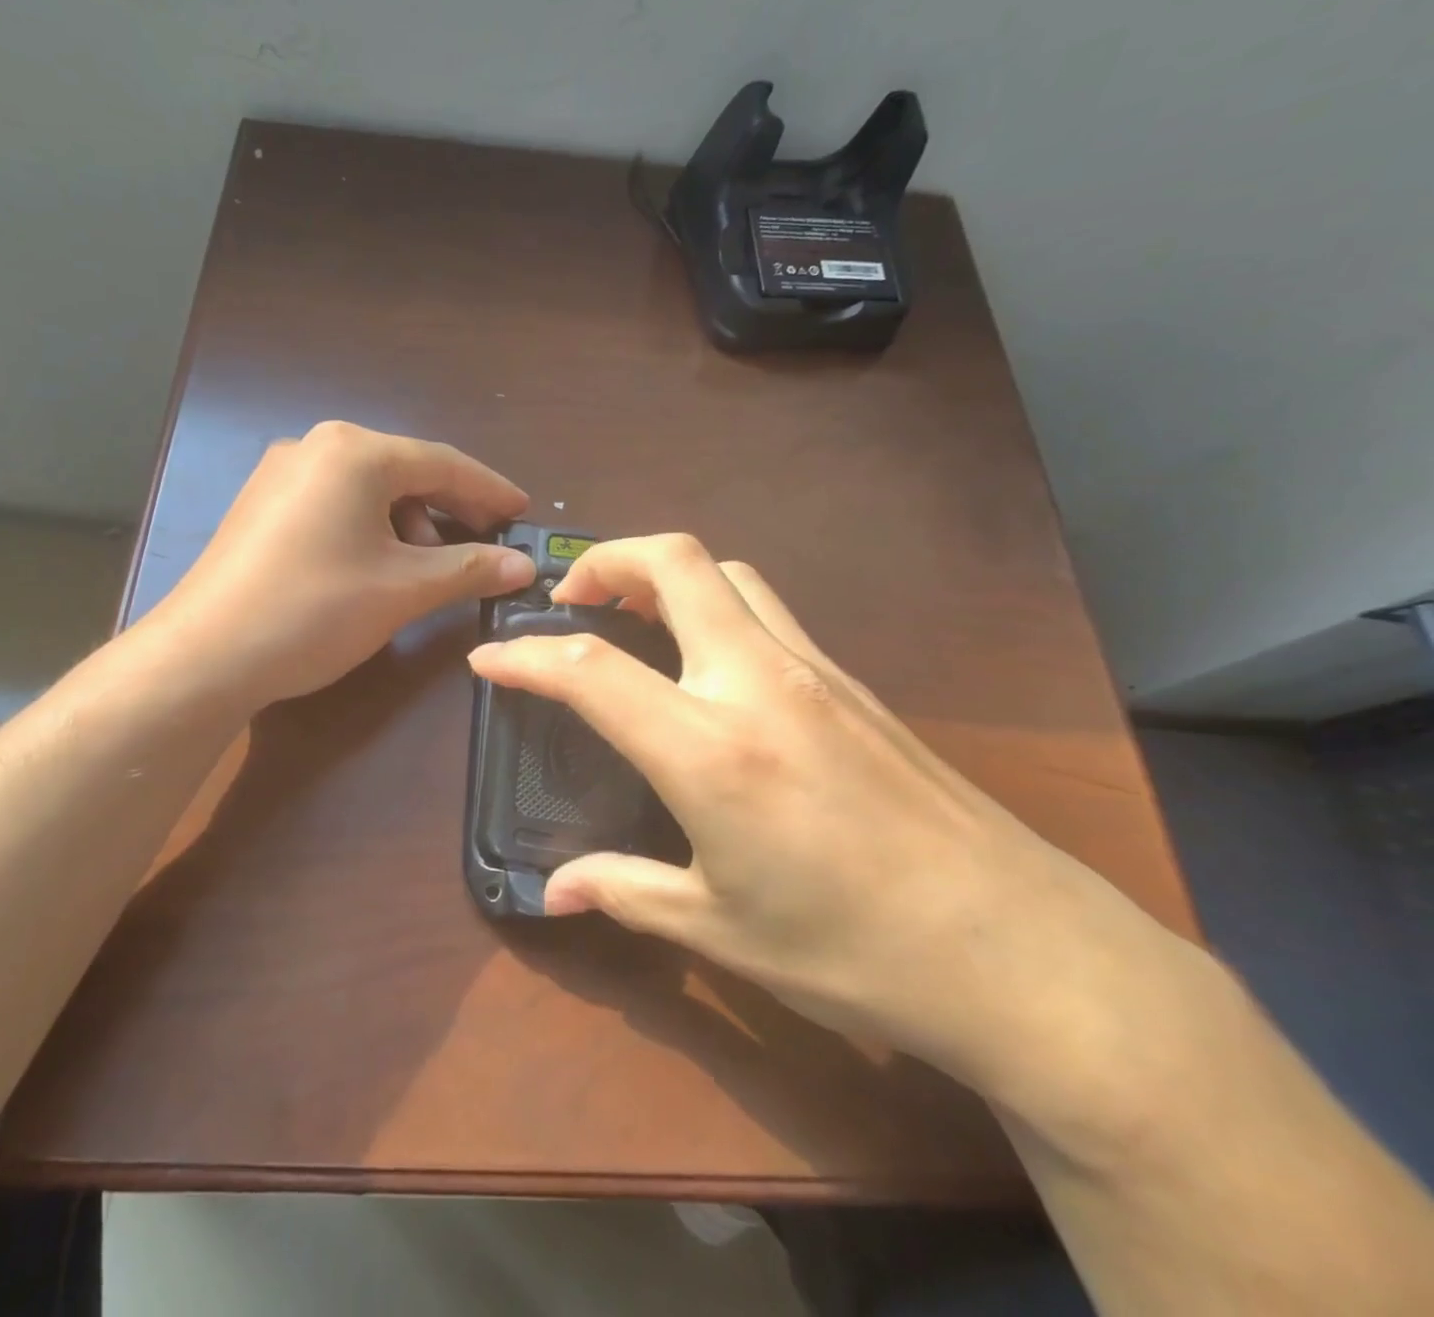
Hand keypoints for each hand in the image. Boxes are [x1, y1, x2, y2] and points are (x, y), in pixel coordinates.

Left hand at [149, 422, 535, 707]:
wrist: (205, 656)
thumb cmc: (315, 610)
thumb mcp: (403, 589)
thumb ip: (469, 569)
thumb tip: (522, 566)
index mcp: (353, 451)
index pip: (443, 463)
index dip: (490, 491)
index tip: (524, 513)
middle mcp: (315, 447)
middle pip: (405, 472)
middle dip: (450, 510)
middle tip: (485, 546)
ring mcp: (281, 475)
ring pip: (369, 491)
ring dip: (410, 524)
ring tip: (427, 569)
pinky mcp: (262, 507)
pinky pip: (336, 506)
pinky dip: (371, 530)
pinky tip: (379, 567)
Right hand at [466, 534, 1172, 1092]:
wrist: (1022, 952)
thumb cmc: (854, 949)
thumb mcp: (721, 928)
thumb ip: (625, 891)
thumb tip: (555, 892)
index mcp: (710, 748)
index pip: (591, 670)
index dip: (526, 658)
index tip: (489, 660)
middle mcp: (758, 682)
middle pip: (675, 563)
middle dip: (605, 560)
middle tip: (570, 601)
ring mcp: (815, 670)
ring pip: (729, 573)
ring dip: (667, 575)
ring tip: (633, 619)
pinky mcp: (854, 681)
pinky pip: (768, 610)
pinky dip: (716, 605)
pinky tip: (708, 662)